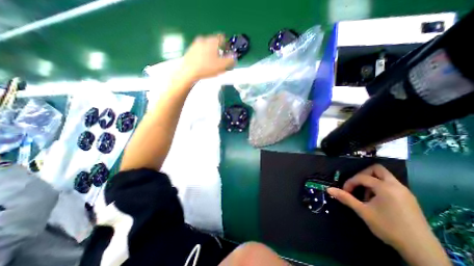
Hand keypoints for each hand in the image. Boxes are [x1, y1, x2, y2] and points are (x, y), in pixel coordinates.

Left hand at [178, 34, 236, 81]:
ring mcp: (195, 45)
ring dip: (212, 54)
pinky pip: (201, 52)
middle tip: (221, 61)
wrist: (189, 72)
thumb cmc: (207, 68)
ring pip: (207, 47)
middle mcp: (203, 39)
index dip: (227, 45)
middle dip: (219, 51)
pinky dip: (204, 56)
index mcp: (212, 41)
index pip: (222, 38)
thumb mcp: (222, 66)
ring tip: (213, 65)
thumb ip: (230, 60)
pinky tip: (205, 65)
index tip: (228, 52)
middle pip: (214, 43)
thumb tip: (234, 57)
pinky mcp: (190, 51)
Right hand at [328, 165, 448, 265]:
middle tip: (357, 184)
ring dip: (372, 181)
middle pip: (377, 169)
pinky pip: (391, 185)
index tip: (345, 191)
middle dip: (363, 174)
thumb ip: (345, 198)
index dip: (350, 183)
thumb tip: (328, 189)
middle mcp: (396, 185)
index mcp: (385, 187)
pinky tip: (377, 200)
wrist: (422, 251)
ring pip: (385, 176)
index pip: (362, 177)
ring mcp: (405, 192)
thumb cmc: (388, 227)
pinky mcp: (409, 199)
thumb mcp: (363, 211)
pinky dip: (380, 187)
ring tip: (366, 195)